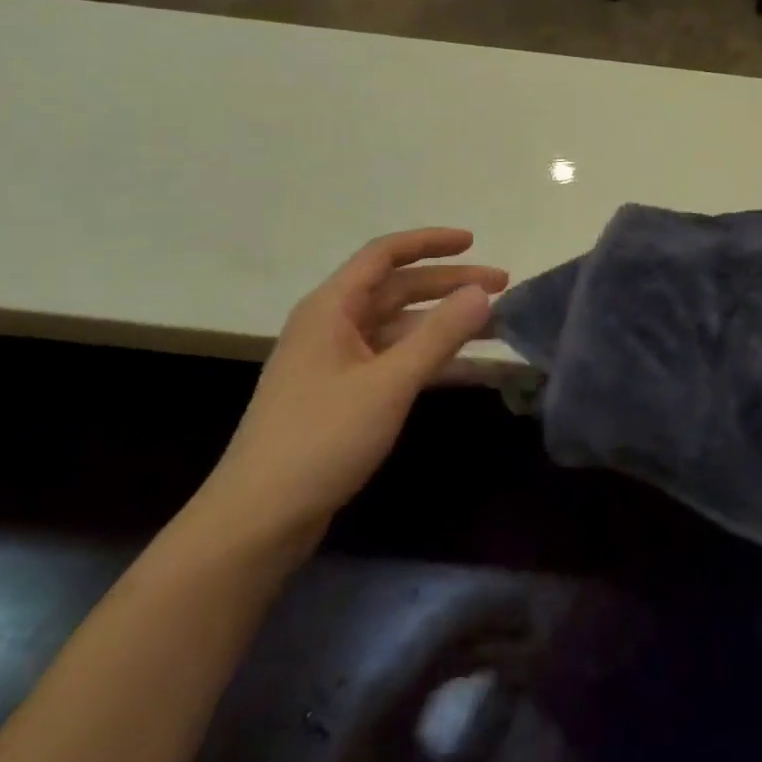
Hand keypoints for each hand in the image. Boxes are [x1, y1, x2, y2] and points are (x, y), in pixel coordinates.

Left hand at [201, 229, 507, 548]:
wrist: (259, 518)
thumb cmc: (321, 439)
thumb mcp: (388, 384)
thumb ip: (438, 335)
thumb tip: (481, 292)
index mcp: (331, 308)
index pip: (384, 255)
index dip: (430, 243)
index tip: (474, 242)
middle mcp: (332, 325)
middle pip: (397, 290)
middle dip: (448, 286)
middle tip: (502, 287)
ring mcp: (336, 361)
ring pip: (399, 328)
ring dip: (444, 324)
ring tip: (495, 326)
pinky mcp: (342, 395)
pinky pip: (394, 361)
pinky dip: (429, 359)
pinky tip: (467, 369)